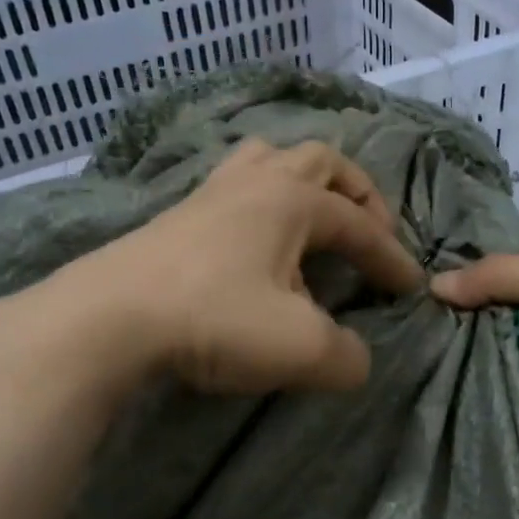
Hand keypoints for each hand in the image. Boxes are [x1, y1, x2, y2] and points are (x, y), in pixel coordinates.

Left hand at [61, 137, 423, 391]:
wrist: (108, 318)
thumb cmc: (214, 319)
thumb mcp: (300, 348)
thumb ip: (346, 357)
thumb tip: (356, 359)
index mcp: (294, 201)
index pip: (360, 225)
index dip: (391, 257)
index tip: (410, 288)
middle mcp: (256, 183)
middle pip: (320, 161)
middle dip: (356, 193)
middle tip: (369, 230)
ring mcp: (210, 193)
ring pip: (269, 159)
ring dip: (303, 182)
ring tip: (312, 218)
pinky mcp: (176, 215)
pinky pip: (233, 188)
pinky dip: (260, 202)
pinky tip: (253, 242)